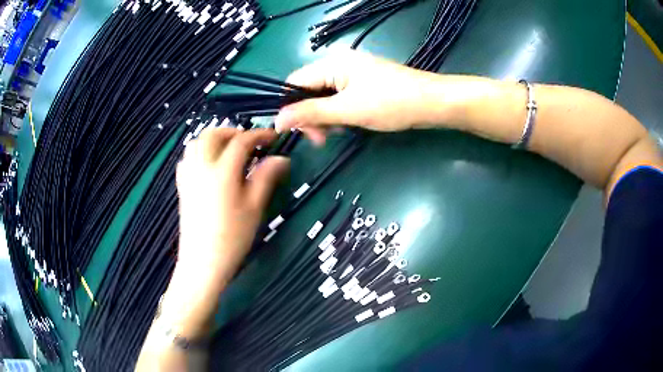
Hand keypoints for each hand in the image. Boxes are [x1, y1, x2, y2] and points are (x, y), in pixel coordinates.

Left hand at [166, 128, 288, 335]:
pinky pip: (188, 157)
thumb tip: (281, 158)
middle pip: (213, 134)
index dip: (259, 135)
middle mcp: (202, 167)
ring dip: (214, 139)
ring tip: (230, 150)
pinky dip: (200, 151)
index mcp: (222, 171)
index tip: (273, 137)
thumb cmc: (232, 237)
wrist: (203, 262)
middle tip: (249, 142)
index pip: (241, 141)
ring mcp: (189, 176)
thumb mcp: (254, 207)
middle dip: (232, 132)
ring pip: (197, 142)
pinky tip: (210, 164)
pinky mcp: (182, 186)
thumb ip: (266, 178)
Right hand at [275, 50, 451, 143]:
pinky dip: (338, 114)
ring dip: (325, 117)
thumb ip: (310, 113)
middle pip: (308, 90)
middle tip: (323, 139)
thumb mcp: (347, 110)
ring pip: (323, 97)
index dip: (290, 107)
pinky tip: (348, 125)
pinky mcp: (362, 84)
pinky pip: (339, 99)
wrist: (432, 103)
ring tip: (339, 132)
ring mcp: (351, 74)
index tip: (302, 132)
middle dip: (311, 115)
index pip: (294, 82)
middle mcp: (338, 64)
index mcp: (332, 64)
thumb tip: (277, 120)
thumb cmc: (391, 104)